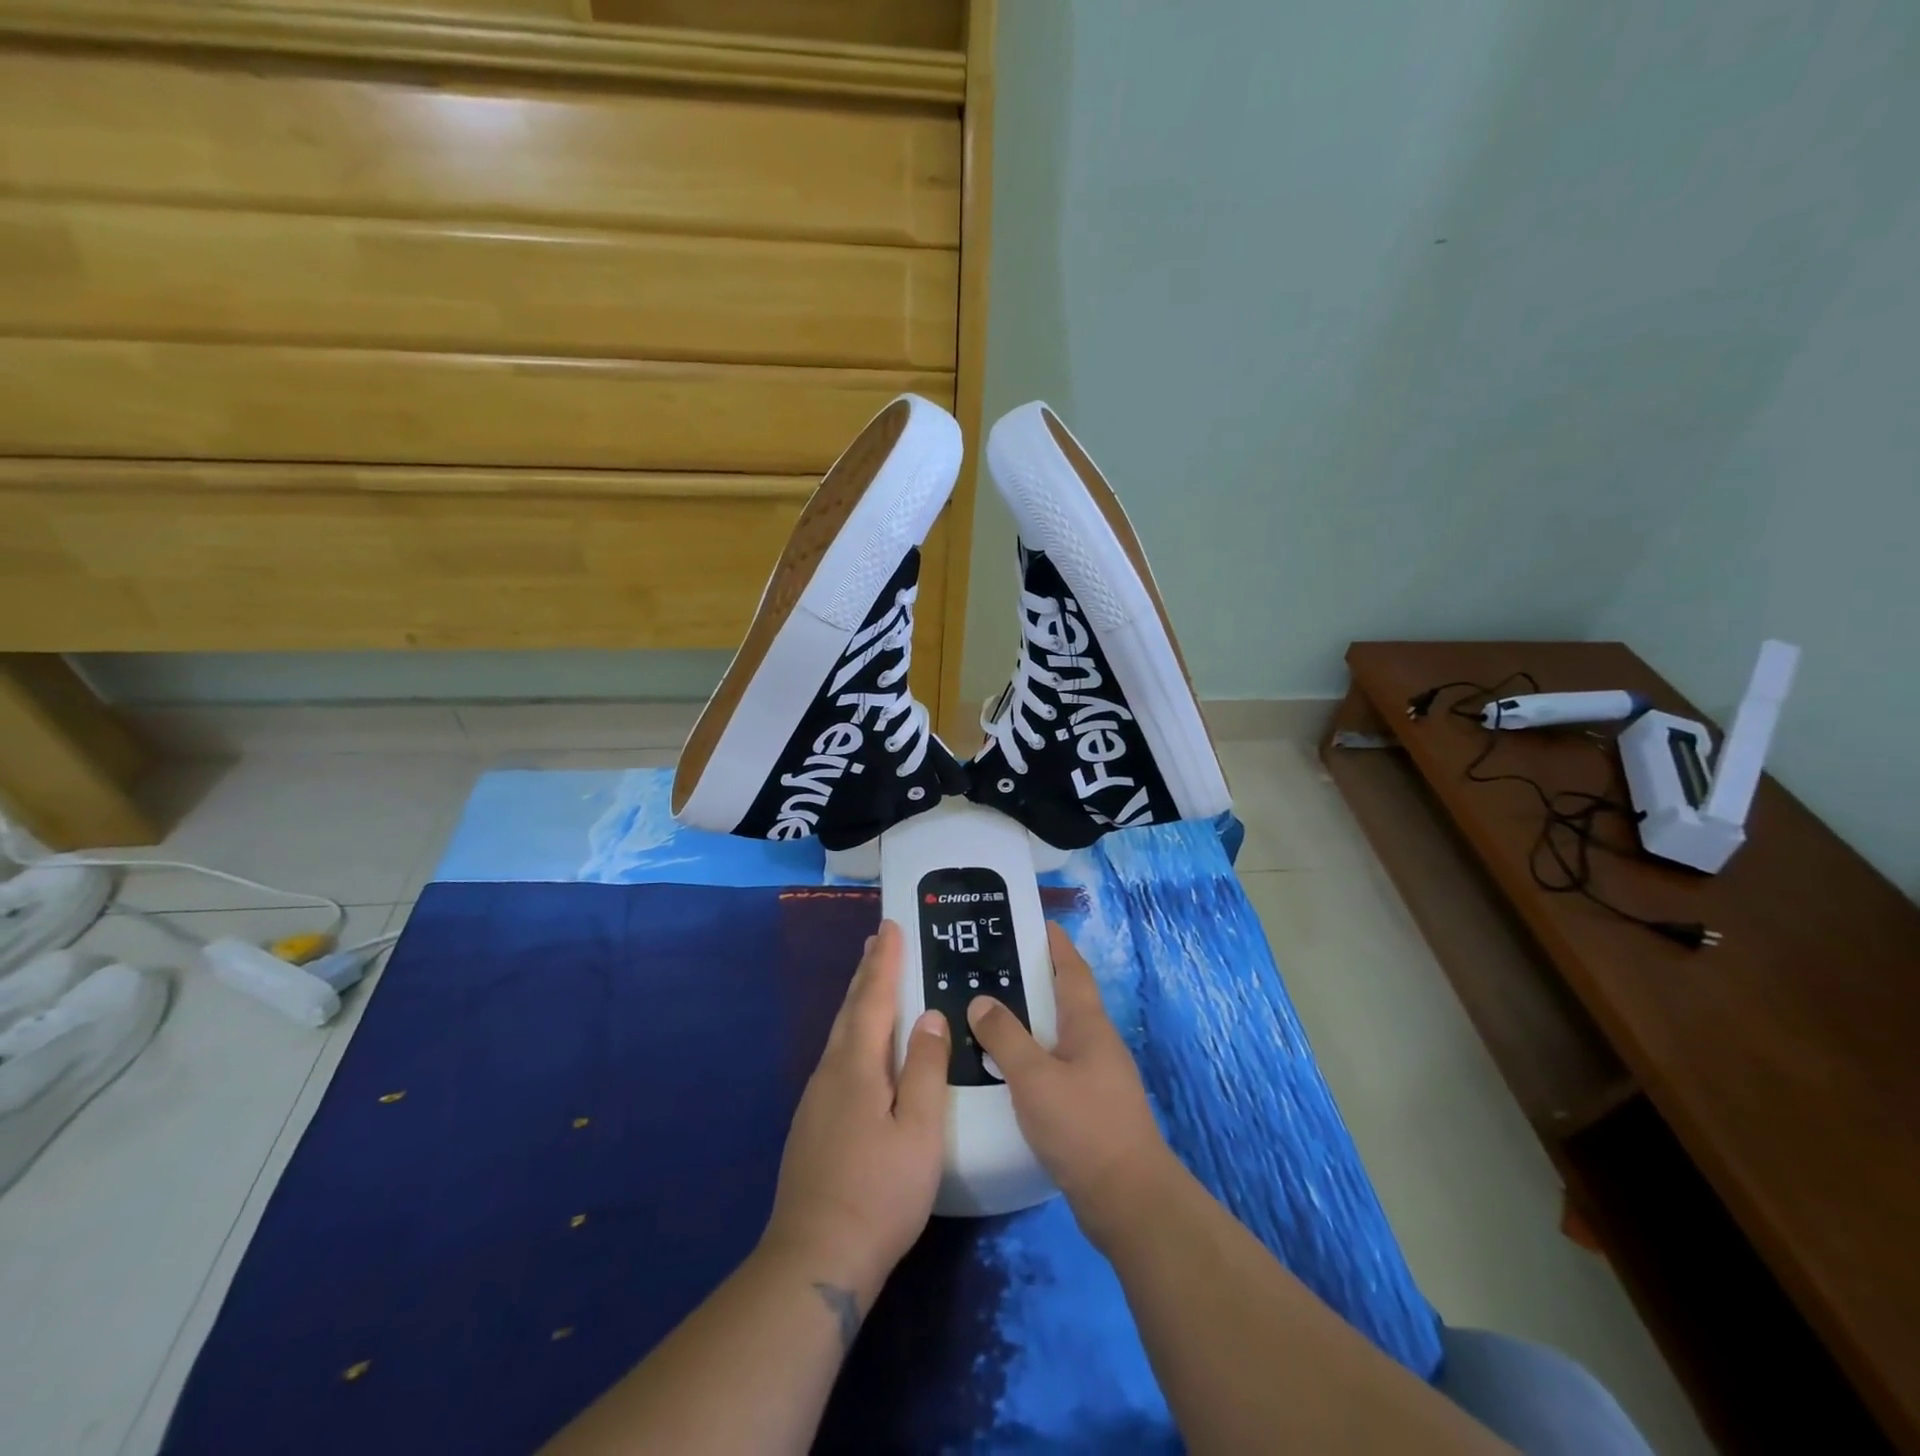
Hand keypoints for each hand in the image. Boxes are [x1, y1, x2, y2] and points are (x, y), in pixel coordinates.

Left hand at [764, 921, 949, 1300]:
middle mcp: (830, 1072)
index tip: (891, 926)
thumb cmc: (879, 1191)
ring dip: (857, 999)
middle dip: (867, 972)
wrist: (815, 1257)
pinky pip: (837, 1056)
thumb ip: (925, 1069)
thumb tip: (930, 1016)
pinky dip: (852, 1031)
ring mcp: (816, 1099)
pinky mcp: (812, 1123)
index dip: (885, 961)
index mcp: (857, 1066)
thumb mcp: (919, 1130)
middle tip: (879, 941)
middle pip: (850, 1010)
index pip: (873, 998)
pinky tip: (860, 1046)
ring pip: (840, 1033)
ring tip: (870, 979)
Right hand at [967, 922, 1173, 1246]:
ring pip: (1058, 1035)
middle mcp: (1096, 1044)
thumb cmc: (1083, 1126)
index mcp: (1089, 1025)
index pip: (1072, 970)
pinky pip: (1055, 1067)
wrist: (1127, 1199)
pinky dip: (1031, 1057)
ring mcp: (1096, 1077)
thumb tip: (981, 1001)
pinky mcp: (1089, 1107)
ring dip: (1030, 1021)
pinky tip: (1005, 1069)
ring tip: (990, 1013)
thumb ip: (1006, 1037)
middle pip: (1065, 999)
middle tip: (994, 966)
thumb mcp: (1035, 1077)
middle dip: (1035, 980)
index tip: (1036, 922)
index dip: (1056, 944)